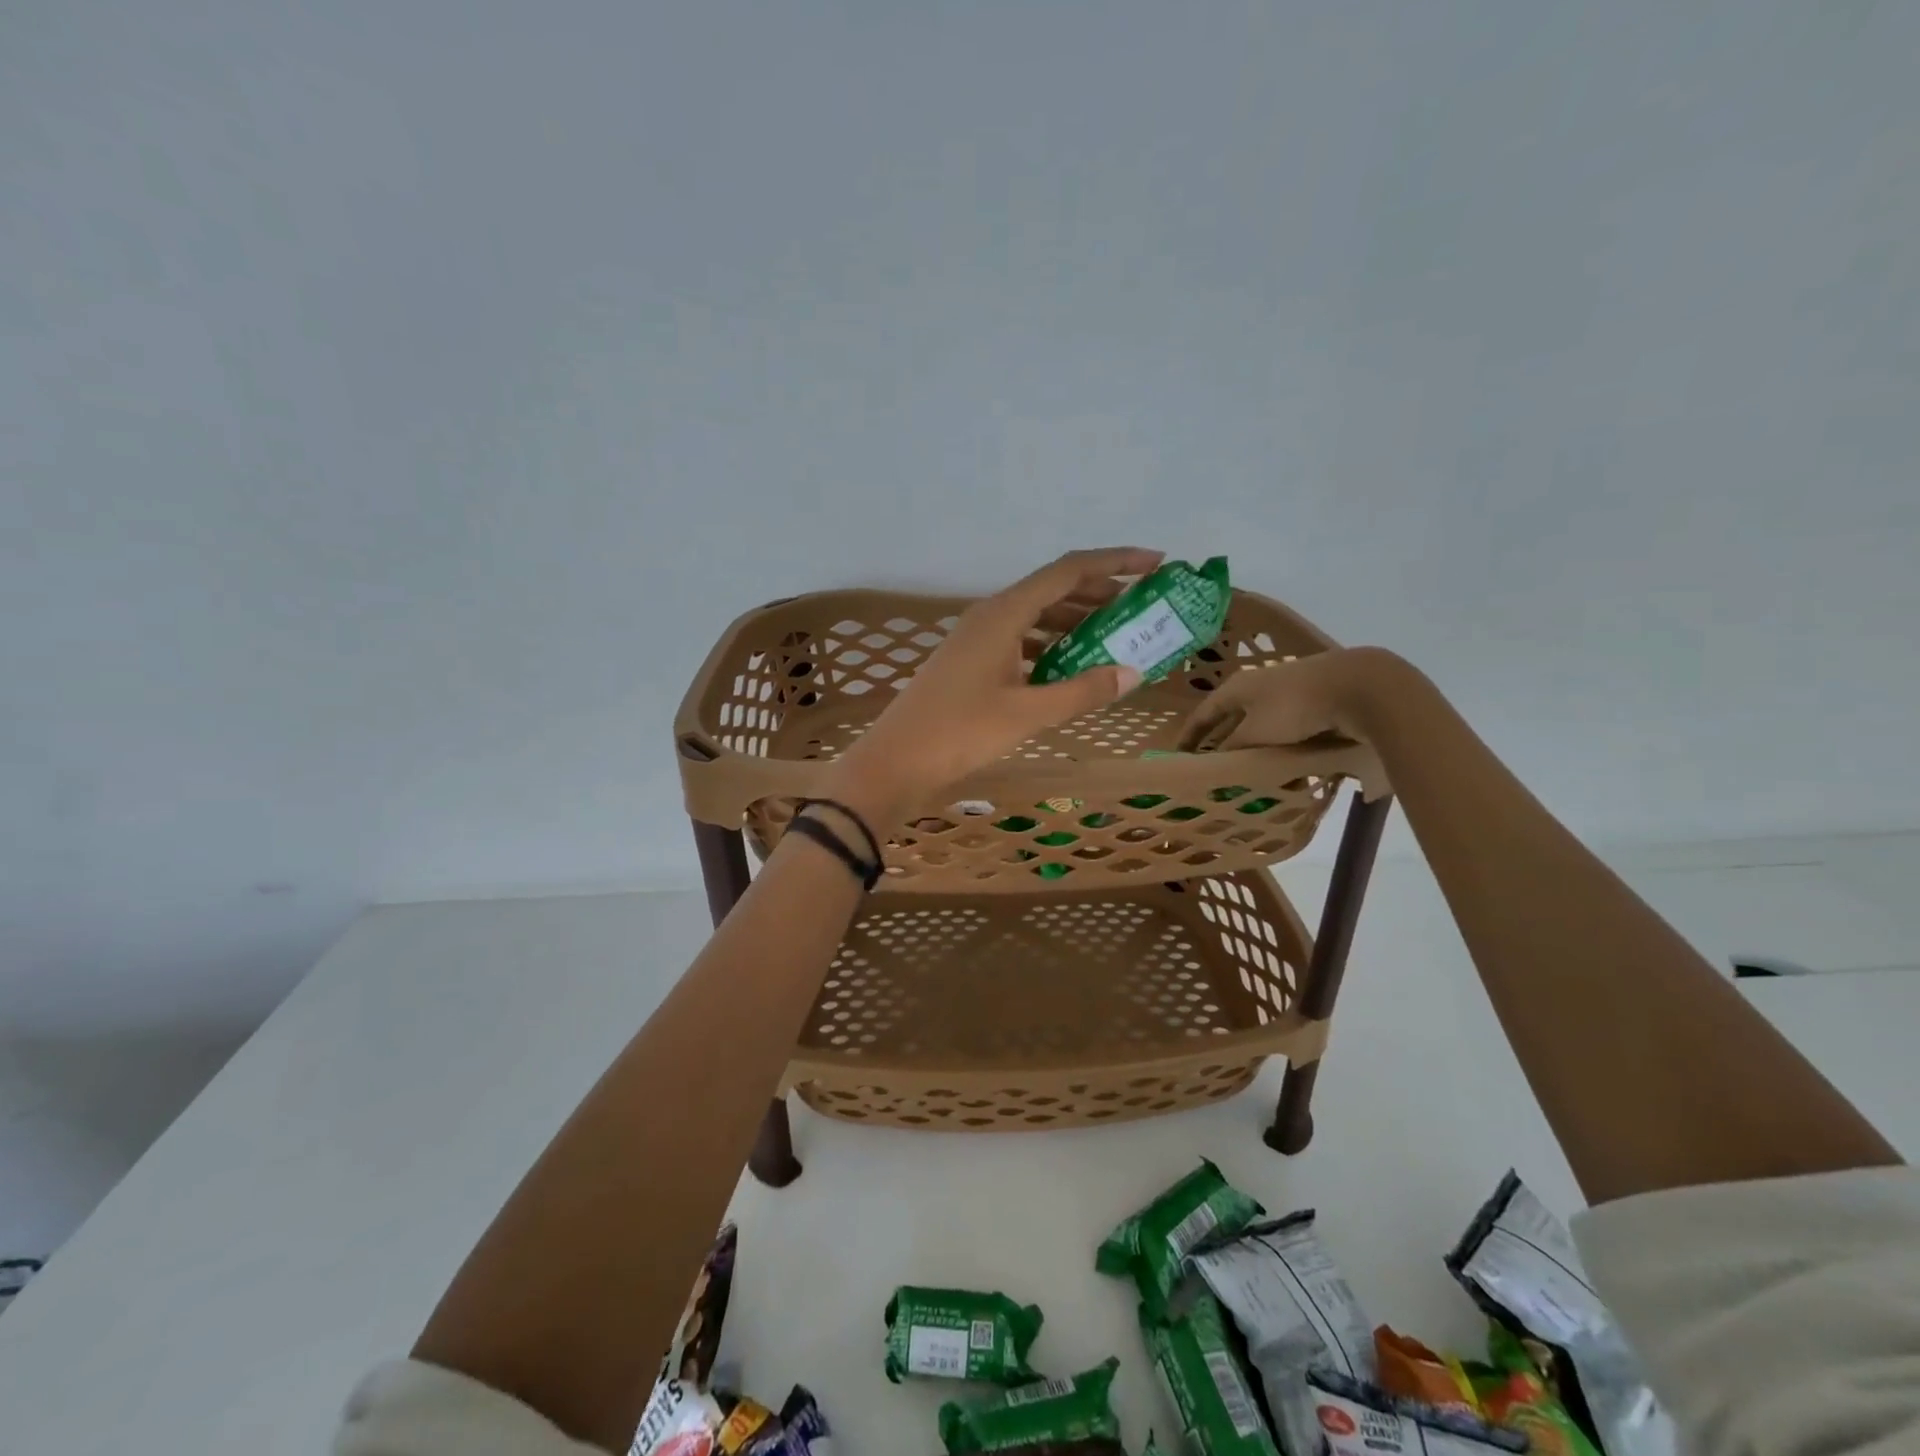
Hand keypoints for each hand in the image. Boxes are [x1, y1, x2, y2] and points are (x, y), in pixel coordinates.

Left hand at [821, 547, 1165, 819]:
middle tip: (1143, 607)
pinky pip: (1020, 639)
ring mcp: (976, 638)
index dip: (1115, 562)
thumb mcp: (1028, 714)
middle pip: (1053, 589)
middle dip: (1100, 593)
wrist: (895, 761)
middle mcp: (990, 615)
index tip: (1156, 562)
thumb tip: (1133, 674)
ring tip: (1116, 635)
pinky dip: (1050, 645)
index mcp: (1004, 613)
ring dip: (1076, 621)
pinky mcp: (970, 662)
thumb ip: (1082, 692)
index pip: (1069, 571)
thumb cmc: (960, 732)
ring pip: (1036, 616)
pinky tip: (1070, 666)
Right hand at [1177, 646, 1413, 753]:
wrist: (1358, 687)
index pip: (1203, 714)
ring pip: (1262, 727)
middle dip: (1224, 743)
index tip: (1179, 756)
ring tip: (1251, 774)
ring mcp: (1286, 693)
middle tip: (1214, 767)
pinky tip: (1288, 769)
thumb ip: (1234, 748)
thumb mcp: (1256, 733)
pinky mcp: (1313, 702)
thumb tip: (1219, 760)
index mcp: (1236, 688)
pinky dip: (1282, 749)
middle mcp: (1257, 687)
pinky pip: (1288, 731)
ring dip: (1255, 750)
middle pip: (1232, 719)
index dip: (1189, 735)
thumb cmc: (1294, 707)